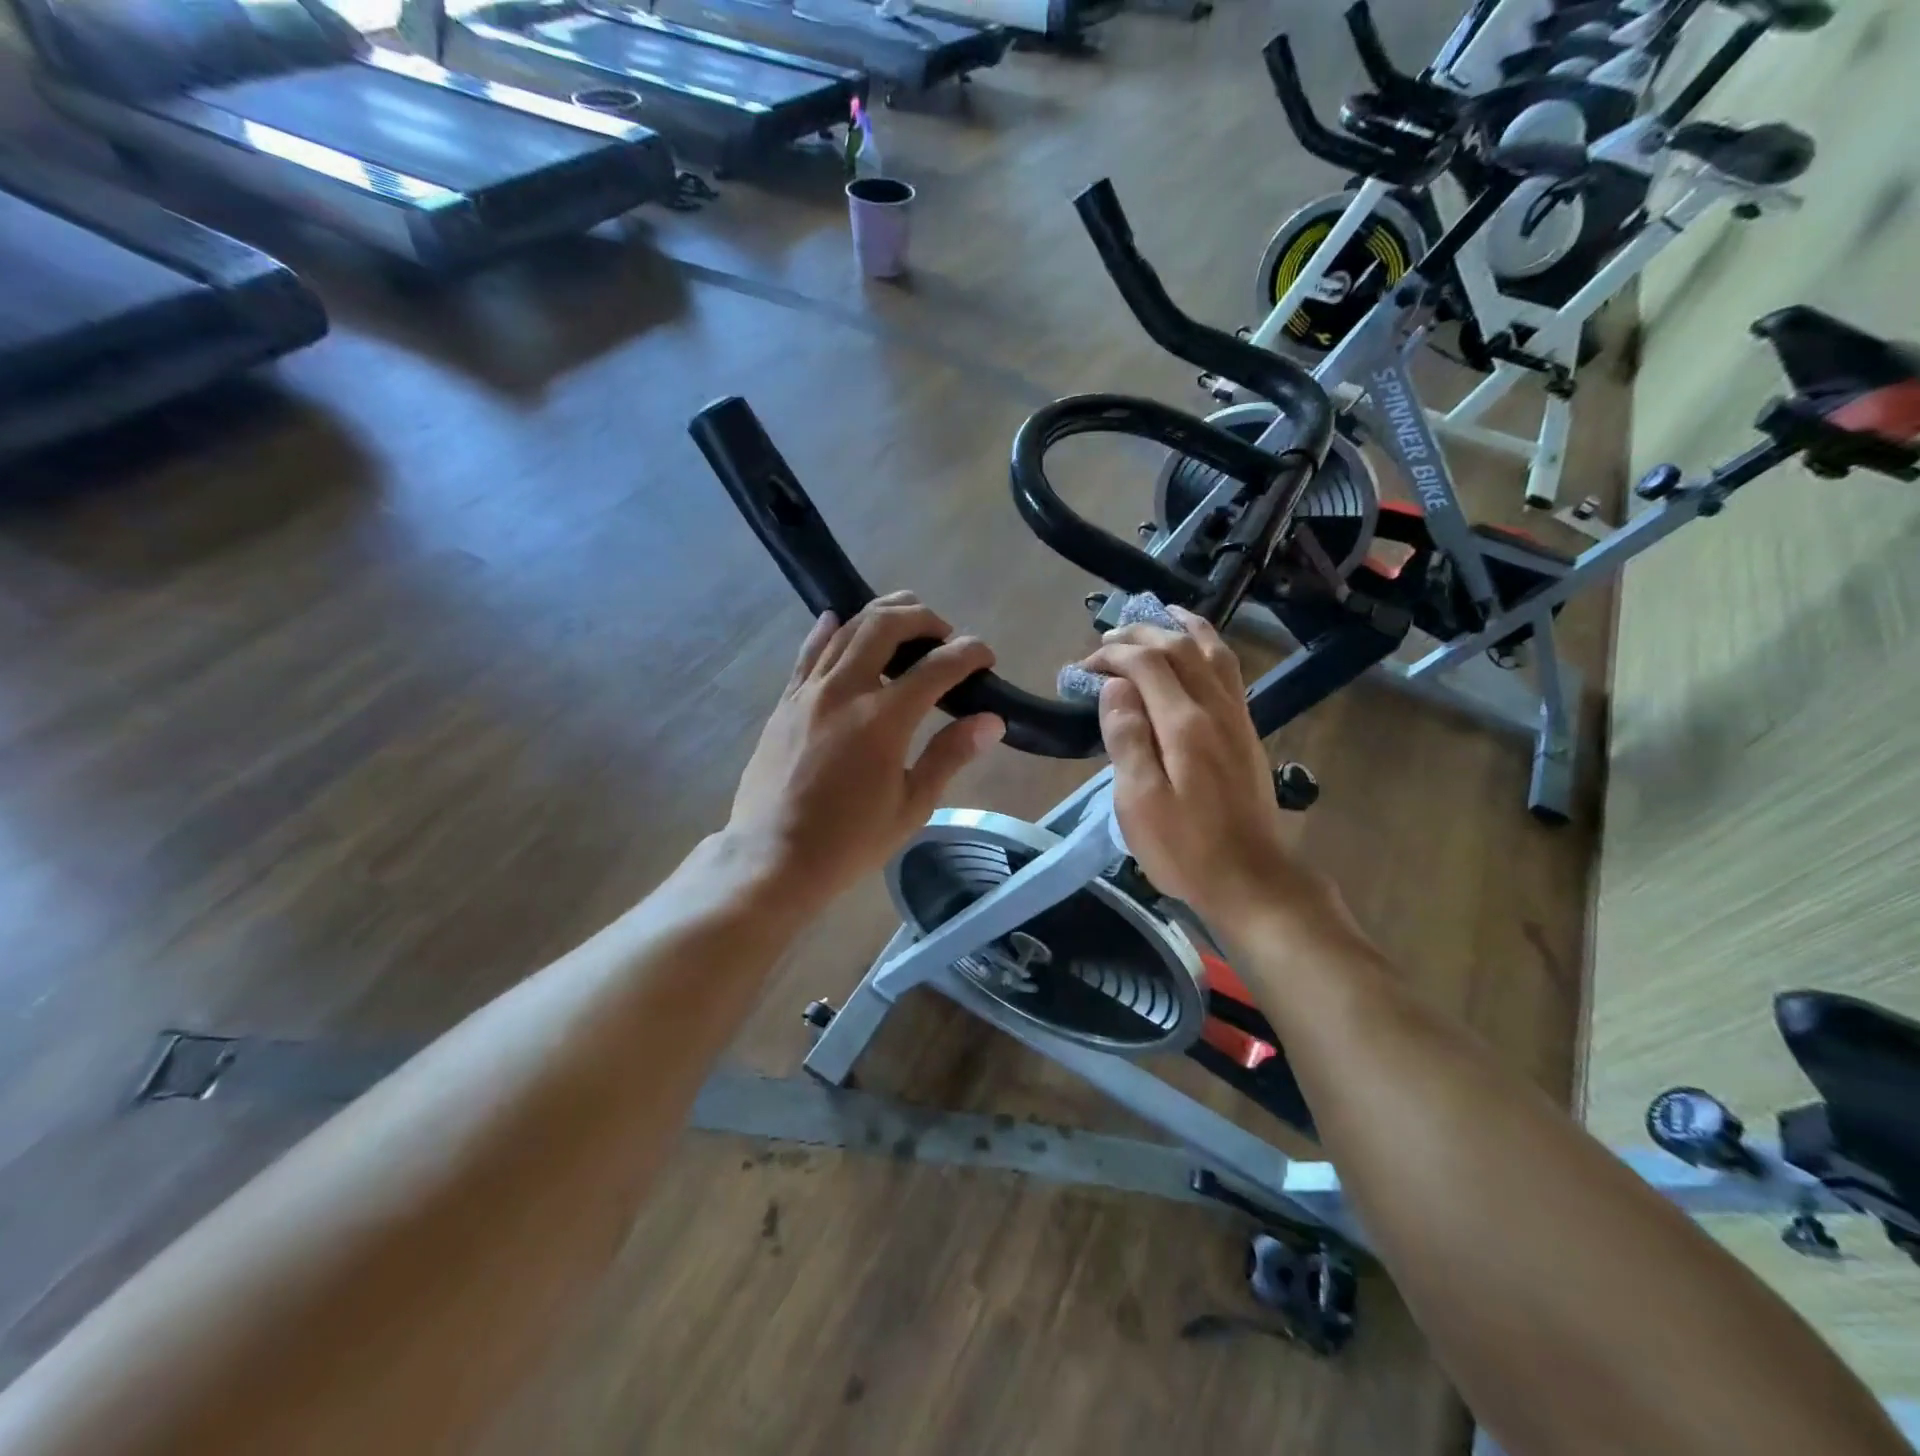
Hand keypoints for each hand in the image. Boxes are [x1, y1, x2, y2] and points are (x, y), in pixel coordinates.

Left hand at [726, 592, 1004, 912]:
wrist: (773, 857)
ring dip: (882, 616)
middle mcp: (845, 690)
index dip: (969, 654)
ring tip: (905, 621)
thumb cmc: (849, 841)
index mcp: (883, 719)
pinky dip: (830, 630)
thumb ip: (949, 755)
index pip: (937, 666)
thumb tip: (991, 720)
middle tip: (944, 634)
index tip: (985, 656)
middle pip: (886, 625)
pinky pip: (809, 652)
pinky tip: (838, 621)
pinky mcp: (785, 702)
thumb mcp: (911, 805)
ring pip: (847, 629)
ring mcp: (809, 691)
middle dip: (923, 618)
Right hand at [1076, 609, 1337, 933]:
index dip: (1112, 655)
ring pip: (1214, 652)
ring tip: (1162, 612)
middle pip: (1180, 648)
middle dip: (1141, 634)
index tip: (1082, 668)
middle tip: (1106, 638)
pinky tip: (1196, 652)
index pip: (1148, 663)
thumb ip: (1126, 738)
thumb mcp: (1140, 802)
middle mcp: (1216, 709)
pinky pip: (1228, 672)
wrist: (1252, 879)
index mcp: (1185, 724)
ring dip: (1184, 627)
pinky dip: (1208, 648)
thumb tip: (1113, 688)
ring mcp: (1237, 719)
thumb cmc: (1185, 848)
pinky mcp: (1246, 733)